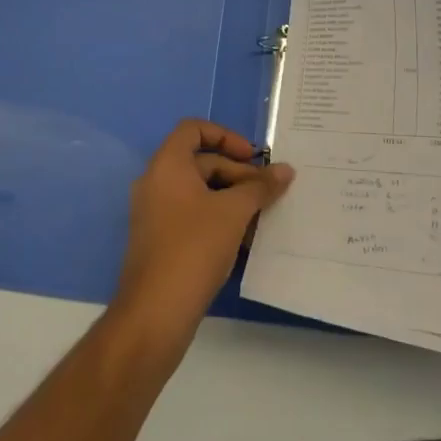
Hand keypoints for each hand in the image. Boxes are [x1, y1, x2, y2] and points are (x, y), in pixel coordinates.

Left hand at [113, 120, 293, 343]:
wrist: (155, 311)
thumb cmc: (194, 248)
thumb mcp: (234, 212)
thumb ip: (260, 187)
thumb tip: (286, 170)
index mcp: (167, 165)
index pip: (193, 129)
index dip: (226, 136)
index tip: (253, 157)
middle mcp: (156, 182)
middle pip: (200, 162)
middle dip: (237, 173)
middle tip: (268, 194)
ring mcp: (155, 213)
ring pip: (199, 192)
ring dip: (232, 198)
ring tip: (262, 218)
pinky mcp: (161, 240)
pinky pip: (192, 215)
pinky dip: (218, 218)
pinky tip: (244, 240)